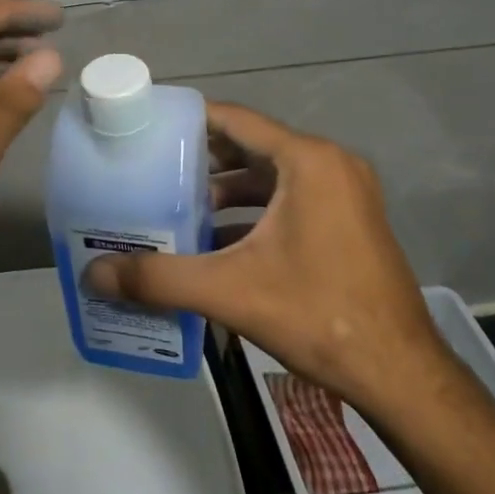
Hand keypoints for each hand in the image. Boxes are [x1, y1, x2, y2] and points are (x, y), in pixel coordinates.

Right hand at [82, 102, 451, 425]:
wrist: (400, 375)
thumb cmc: (318, 315)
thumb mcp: (230, 291)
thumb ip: (159, 278)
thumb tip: (94, 275)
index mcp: (308, 161)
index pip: (236, 119)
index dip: (189, 120)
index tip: (148, 128)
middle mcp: (330, 164)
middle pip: (252, 144)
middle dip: (202, 158)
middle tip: (152, 169)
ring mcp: (345, 193)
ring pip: (271, 174)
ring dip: (227, 188)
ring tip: (178, 206)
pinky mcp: (349, 220)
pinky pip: (291, 198)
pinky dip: (254, 210)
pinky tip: (218, 239)